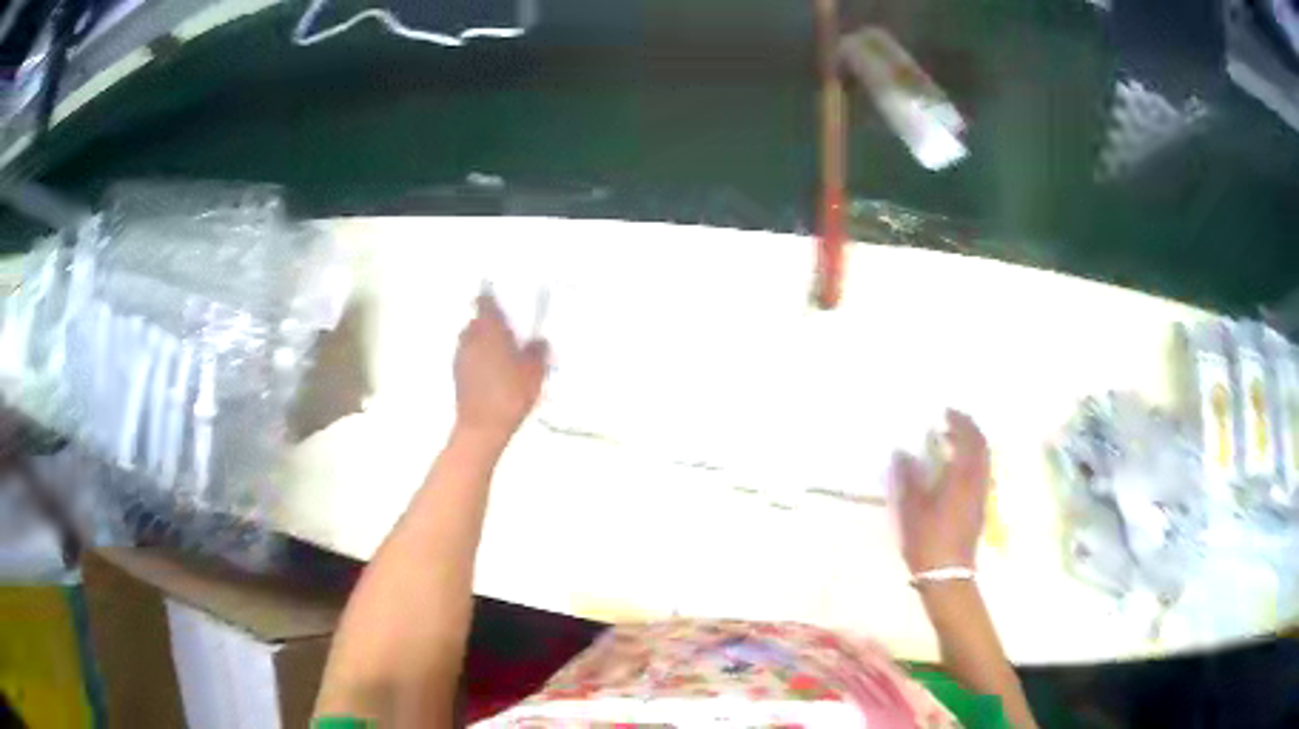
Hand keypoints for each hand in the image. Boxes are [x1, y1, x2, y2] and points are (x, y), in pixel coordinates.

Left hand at [453, 292, 548, 441]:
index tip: (504, 301)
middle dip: (490, 323)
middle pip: (477, 321)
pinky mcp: (457, 375)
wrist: (483, 428)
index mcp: (489, 329)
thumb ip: (538, 351)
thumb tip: (538, 341)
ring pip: (471, 340)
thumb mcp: (535, 372)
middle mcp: (470, 337)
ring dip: (483, 342)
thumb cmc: (510, 394)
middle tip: (509, 331)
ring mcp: (460, 357)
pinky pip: (469, 358)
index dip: (493, 298)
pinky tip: (493, 373)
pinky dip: (478, 359)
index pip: (485, 301)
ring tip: (502, 355)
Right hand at [892, 410, 989, 573]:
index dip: (960, 422)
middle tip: (953, 421)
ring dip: (973, 444)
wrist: (948, 575)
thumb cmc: (928, 540)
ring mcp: (982, 495)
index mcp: (962, 477)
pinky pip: (982, 472)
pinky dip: (973, 460)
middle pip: (982, 446)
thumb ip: (909, 477)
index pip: (968, 439)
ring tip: (953, 441)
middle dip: (970, 429)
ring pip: (984, 460)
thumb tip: (903, 452)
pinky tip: (957, 468)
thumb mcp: (912, 508)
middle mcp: (977, 481)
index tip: (947, 411)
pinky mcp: (980, 507)